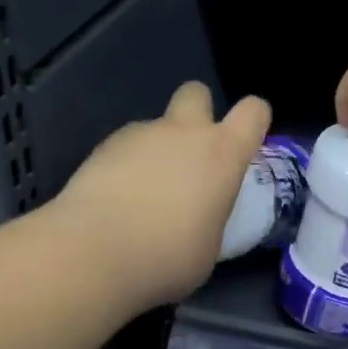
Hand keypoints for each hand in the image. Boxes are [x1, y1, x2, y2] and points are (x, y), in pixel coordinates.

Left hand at [54, 81, 270, 311]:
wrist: (93, 253)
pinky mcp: (103, 146)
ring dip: (155, 149)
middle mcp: (183, 132)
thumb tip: (197, 215)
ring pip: (156, 126)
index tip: (244, 144)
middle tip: (189, 154)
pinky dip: (124, 165)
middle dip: (197, 111)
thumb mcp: (209, 245)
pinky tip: (113, 200)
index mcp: (221, 153)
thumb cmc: (168, 257)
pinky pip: (124, 146)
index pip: (254, 111)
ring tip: (141, 195)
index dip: (253, 120)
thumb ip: (210, 214)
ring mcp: (140, 134)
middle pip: (197, 92)